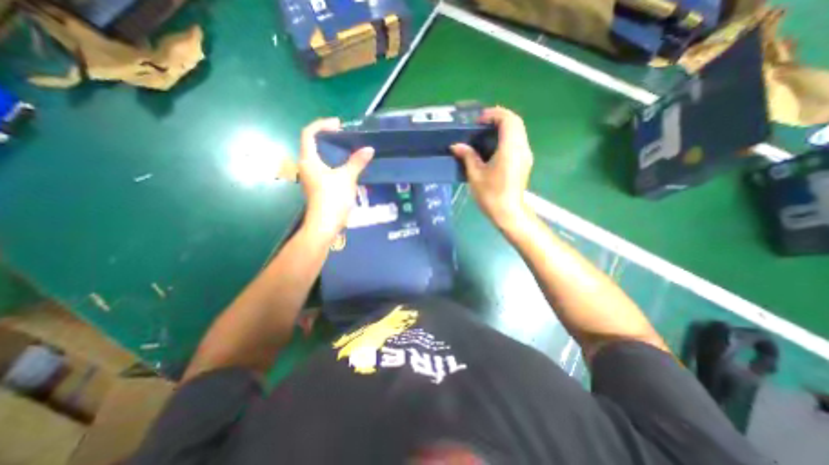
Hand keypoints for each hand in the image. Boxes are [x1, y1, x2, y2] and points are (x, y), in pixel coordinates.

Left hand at [300, 117, 374, 243]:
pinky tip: (347, 166)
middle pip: (313, 144)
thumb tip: (369, 149)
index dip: (322, 124)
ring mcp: (311, 177)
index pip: (309, 133)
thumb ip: (357, 162)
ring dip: (332, 150)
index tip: (339, 125)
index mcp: (309, 160)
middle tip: (346, 136)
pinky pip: (324, 167)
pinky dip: (334, 162)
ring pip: (320, 157)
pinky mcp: (318, 186)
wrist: (325, 224)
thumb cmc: (332, 198)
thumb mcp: (347, 178)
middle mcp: (306, 166)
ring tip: (349, 149)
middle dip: (328, 137)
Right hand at [451, 107, 533, 229]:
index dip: (494, 114)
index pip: (508, 119)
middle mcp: (522, 148)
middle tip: (481, 125)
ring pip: (519, 131)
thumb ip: (468, 156)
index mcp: (510, 148)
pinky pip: (518, 141)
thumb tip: (456, 145)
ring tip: (486, 134)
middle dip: (499, 118)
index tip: (478, 121)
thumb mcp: (475, 175)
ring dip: (504, 127)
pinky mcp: (525, 162)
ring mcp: (526, 155)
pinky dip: (507, 136)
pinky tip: (494, 147)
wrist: (508, 212)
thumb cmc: (491, 195)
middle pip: (515, 122)